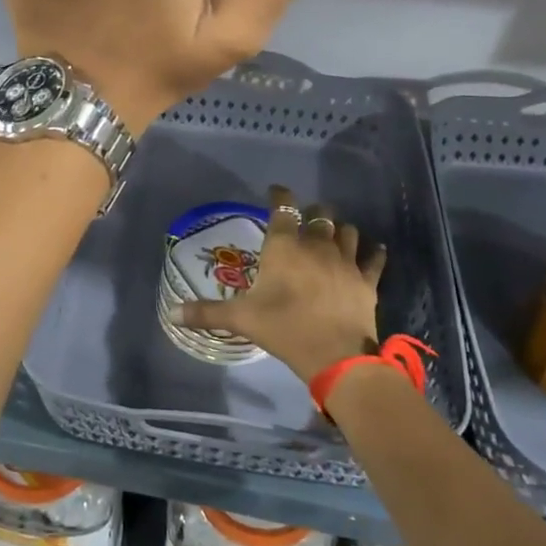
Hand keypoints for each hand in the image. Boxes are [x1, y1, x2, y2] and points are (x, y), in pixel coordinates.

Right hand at [171, 184, 385, 381]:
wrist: (336, 355)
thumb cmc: (284, 328)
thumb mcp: (241, 319)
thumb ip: (206, 312)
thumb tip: (171, 313)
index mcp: (285, 247)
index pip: (284, 208)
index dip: (280, 195)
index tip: (276, 191)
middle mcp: (317, 245)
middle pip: (321, 215)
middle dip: (314, 212)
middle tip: (307, 218)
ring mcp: (346, 261)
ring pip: (348, 231)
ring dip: (340, 229)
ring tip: (335, 233)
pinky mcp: (367, 280)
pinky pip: (374, 259)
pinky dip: (373, 253)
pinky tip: (374, 251)